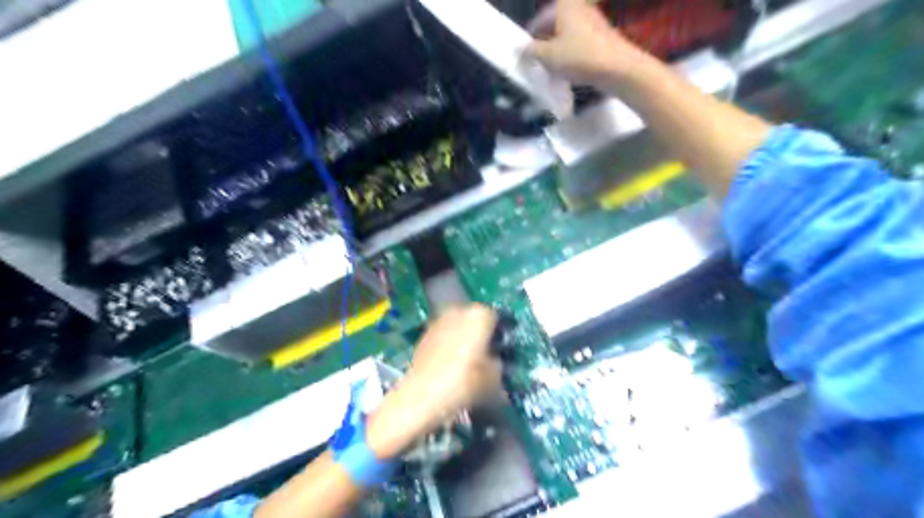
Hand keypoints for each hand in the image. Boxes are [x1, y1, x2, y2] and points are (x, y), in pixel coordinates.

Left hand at [367, 303, 501, 457]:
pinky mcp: (425, 333)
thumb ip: (498, 362)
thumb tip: (495, 359)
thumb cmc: (462, 384)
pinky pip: (445, 334)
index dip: (500, 333)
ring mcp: (439, 320)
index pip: (497, 317)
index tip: (502, 349)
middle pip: (476, 318)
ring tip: (468, 360)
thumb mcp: (493, 378)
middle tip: (486, 354)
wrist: (420, 396)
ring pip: (459, 325)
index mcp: (479, 316)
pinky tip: (450, 363)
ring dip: (465, 337)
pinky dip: (450, 343)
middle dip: (481, 333)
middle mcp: (459, 311)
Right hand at [523, 0, 652, 88]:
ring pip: (568, 35)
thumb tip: (522, 49)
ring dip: (557, 50)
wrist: (617, 68)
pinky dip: (571, 56)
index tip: (525, 48)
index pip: (542, 15)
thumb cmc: (579, 56)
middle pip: (556, 23)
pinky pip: (580, 45)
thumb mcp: (548, 56)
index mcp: (566, 5)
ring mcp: (594, 23)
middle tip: (536, 60)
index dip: (532, 31)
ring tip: (550, 69)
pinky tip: (567, 73)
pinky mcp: (602, 39)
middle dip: (544, 41)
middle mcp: (580, 9)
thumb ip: (532, 52)